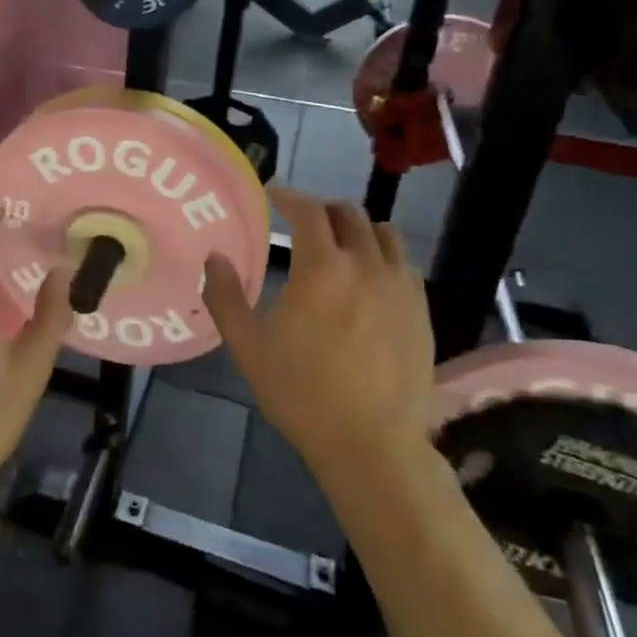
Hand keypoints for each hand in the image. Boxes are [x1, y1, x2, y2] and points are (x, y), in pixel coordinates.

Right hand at [202, 187, 434, 472]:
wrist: (371, 442)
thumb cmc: (301, 392)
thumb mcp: (247, 346)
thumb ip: (225, 296)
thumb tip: (215, 257)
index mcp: (322, 268)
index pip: (308, 211)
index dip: (289, 196)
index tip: (274, 194)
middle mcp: (366, 265)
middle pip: (349, 214)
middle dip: (322, 209)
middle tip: (302, 220)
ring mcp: (400, 287)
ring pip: (384, 234)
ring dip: (358, 228)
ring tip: (340, 242)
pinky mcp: (421, 311)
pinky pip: (404, 264)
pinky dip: (383, 255)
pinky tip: (370, 277)